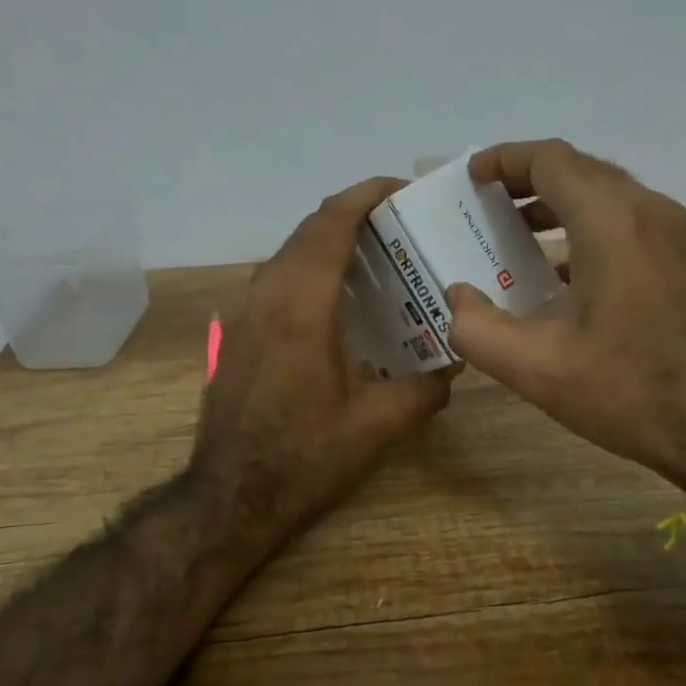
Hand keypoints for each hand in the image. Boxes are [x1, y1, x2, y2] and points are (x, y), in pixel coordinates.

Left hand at [193, 177, 455, 564]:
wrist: (231, 495)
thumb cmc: (305, 456)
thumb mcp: (377, 426)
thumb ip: (424, 389)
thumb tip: (453, 366)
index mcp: (302, 305)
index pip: (332, 222)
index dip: (366, 194)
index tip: (401, 190)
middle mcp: (267, 296)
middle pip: (309, 231)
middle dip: (354, 217)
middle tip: (400, 230)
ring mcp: (243, 314)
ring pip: (288, 255)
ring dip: (328, 245)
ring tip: (375, 263)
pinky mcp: (234, 335)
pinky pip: (275, 282)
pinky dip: (308, 273)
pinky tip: (337, 307)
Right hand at [446, 139, 685, 503]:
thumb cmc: (631, 389)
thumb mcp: (536, 367)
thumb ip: (478, 328)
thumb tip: (457, 298)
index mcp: (611, 221)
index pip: (551, 160)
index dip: (505, 160)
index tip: (471, 177)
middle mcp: (648, 212)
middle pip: (581, 171)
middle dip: (528, 179)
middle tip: (486, 205)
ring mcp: (676, 236)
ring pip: (608, 196)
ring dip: (559, 204)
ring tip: (516, 234)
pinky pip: (629, 224)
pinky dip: (587, 229)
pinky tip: (562, 274)